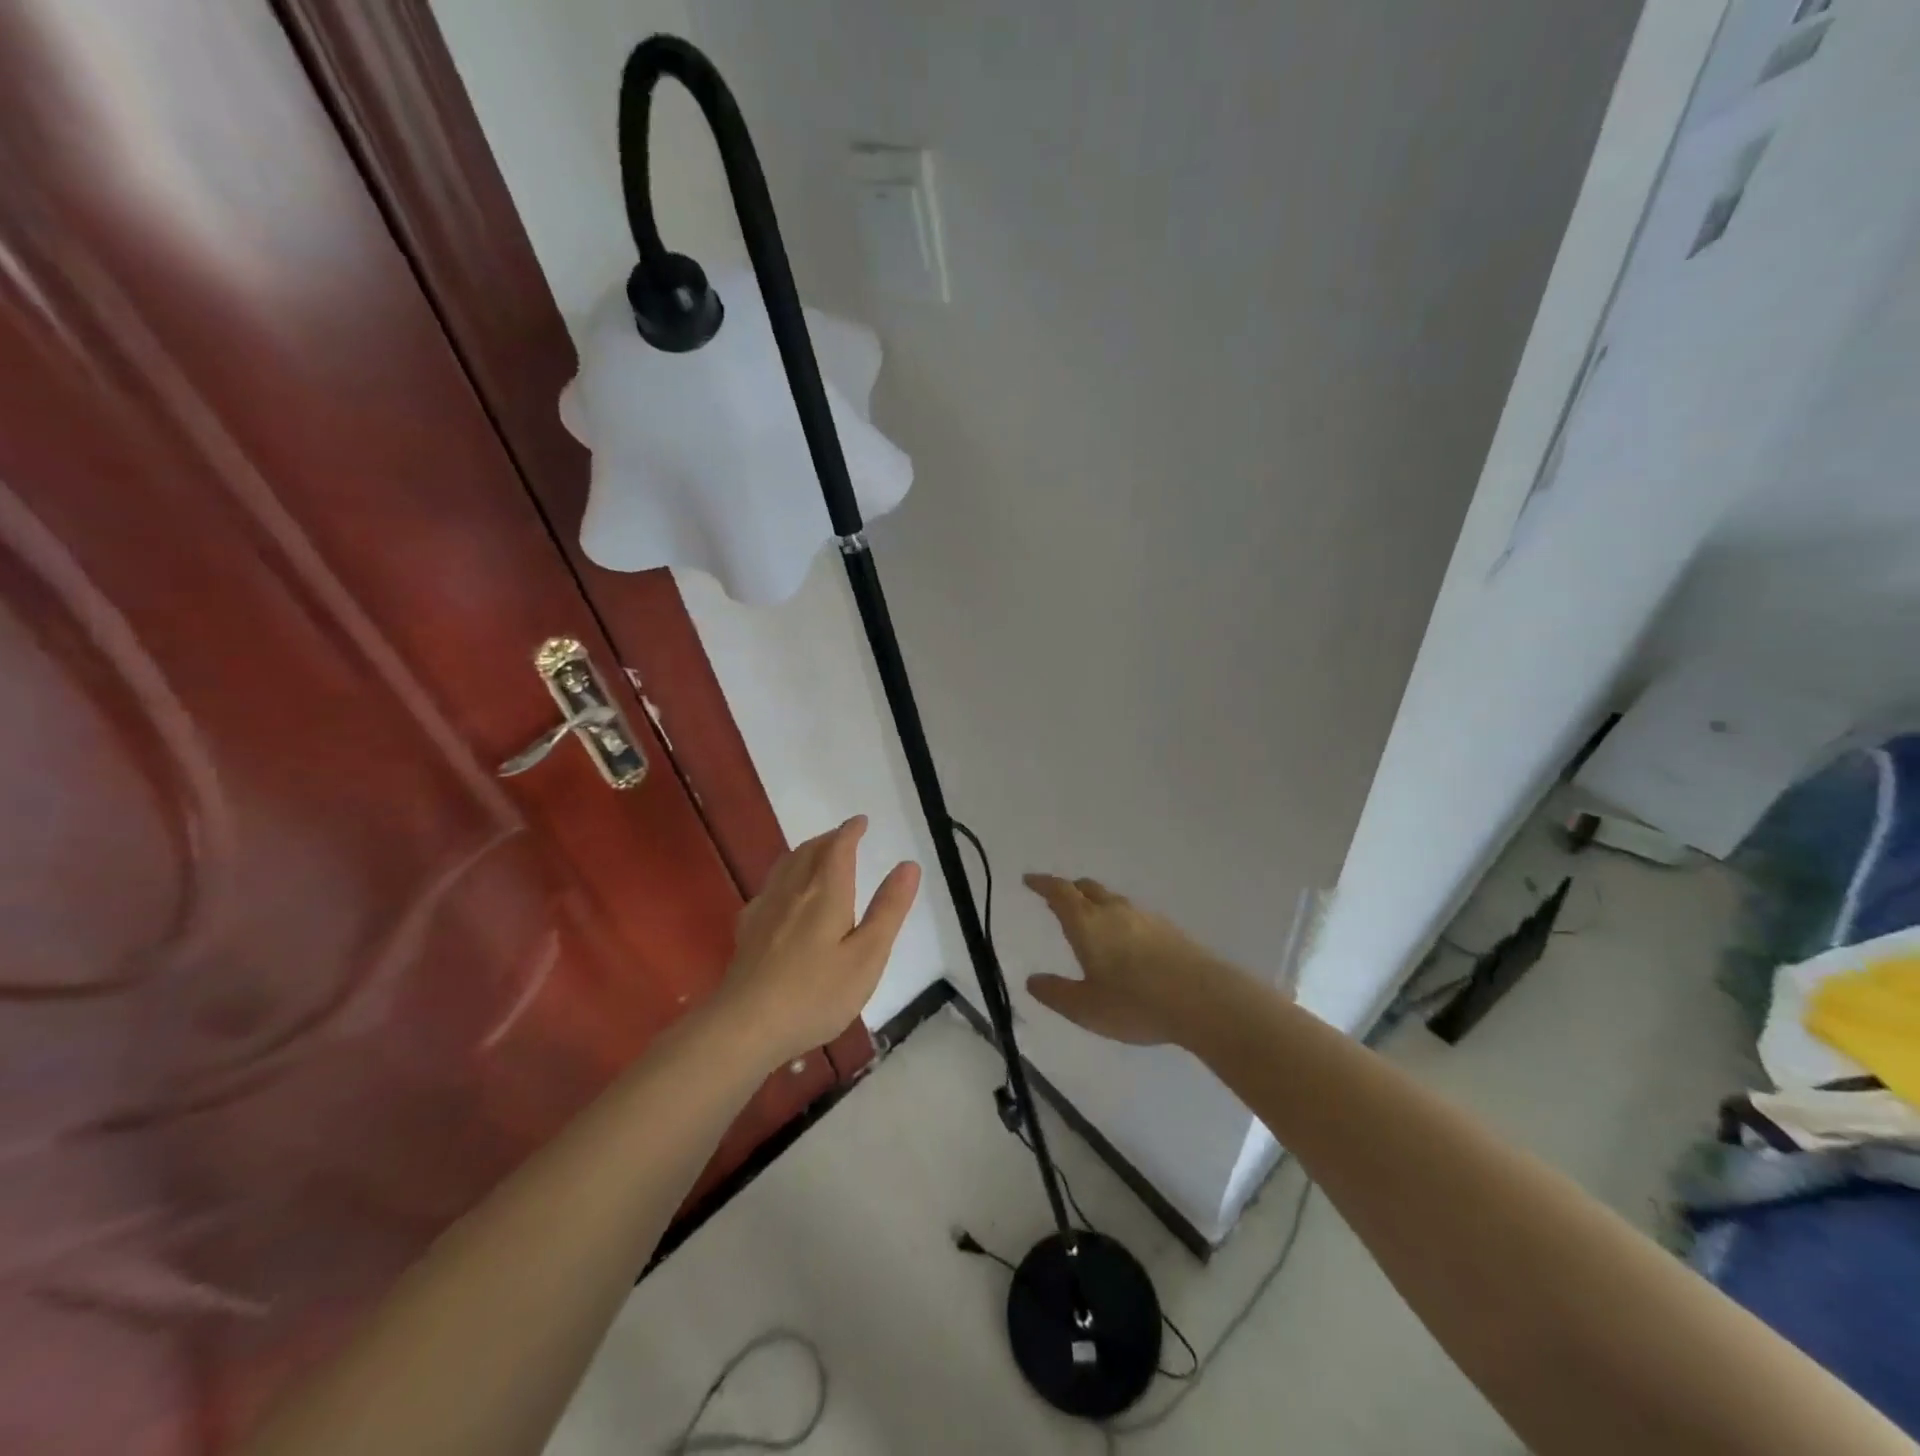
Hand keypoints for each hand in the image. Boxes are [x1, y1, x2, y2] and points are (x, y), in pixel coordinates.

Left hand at [719, 816, 920, 1066]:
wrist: (745, 1026)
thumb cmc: (816, 994)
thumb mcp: (867, 956)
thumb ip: (888, 909)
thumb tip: (908, 865)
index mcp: (826, 893)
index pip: (838, 848)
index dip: (851, 831)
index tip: (861, 821)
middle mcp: (793, 891)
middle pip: (809, 851)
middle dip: (829, 839)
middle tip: (844, 836)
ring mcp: (765, 910)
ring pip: (786, 866)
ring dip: (806, 852)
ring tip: (818, 855)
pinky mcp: (748, 931)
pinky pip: (769, 888)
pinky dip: (785, 877)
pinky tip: (783, 895)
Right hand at [1023, 874, 1239, 1046]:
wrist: (1204, 1000)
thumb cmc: (1136, 1003)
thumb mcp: (1086, 1008)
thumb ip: (1056, 993)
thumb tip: (1032, 980)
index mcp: (1087, 923)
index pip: (1060, 892)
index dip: (1043, 883)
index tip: (1030, 880)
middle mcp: (1114, 911)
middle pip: (1087, 889)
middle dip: (1069, 890)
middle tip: (1057, 899)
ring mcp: (1145, 918)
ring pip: (1113, 900)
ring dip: (1096, 904)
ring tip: (1090, 922)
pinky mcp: (1169, 930)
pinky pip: (1134, 915)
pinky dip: (1119, 919)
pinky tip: (1126, 942)